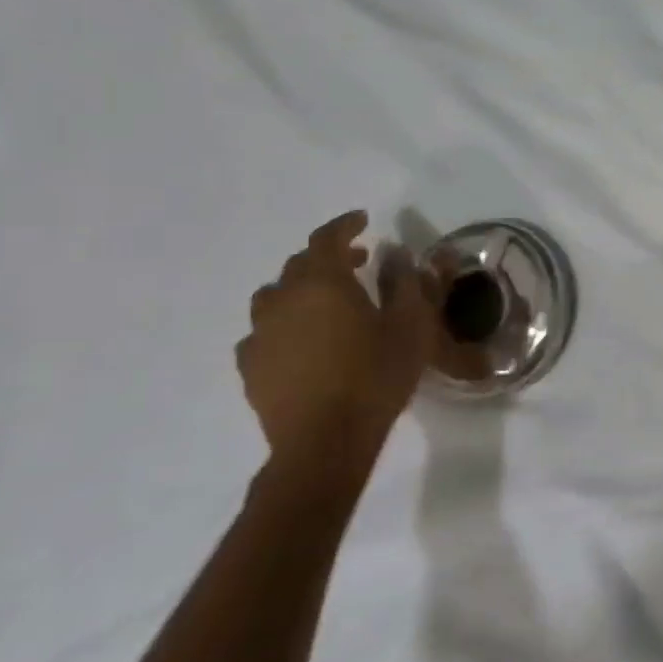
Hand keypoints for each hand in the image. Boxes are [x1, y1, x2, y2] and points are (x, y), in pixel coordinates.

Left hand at [236, 212, 441, 484]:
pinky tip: (302, 340)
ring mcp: (260, 333)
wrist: (325, 441)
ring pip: (276, 295)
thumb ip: (408, 284)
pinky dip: (285, 323)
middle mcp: (284, 299)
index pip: (327, 238)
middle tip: (359, 262)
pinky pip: (264, 330)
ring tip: (327, 302)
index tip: (364, 220)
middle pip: (300, 264)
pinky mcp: (251, 365)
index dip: (345, 225)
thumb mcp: (411, 327)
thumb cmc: (376, 376)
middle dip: (329, 257)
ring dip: (302, 289)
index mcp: (324, 283)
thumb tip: (399, 254)